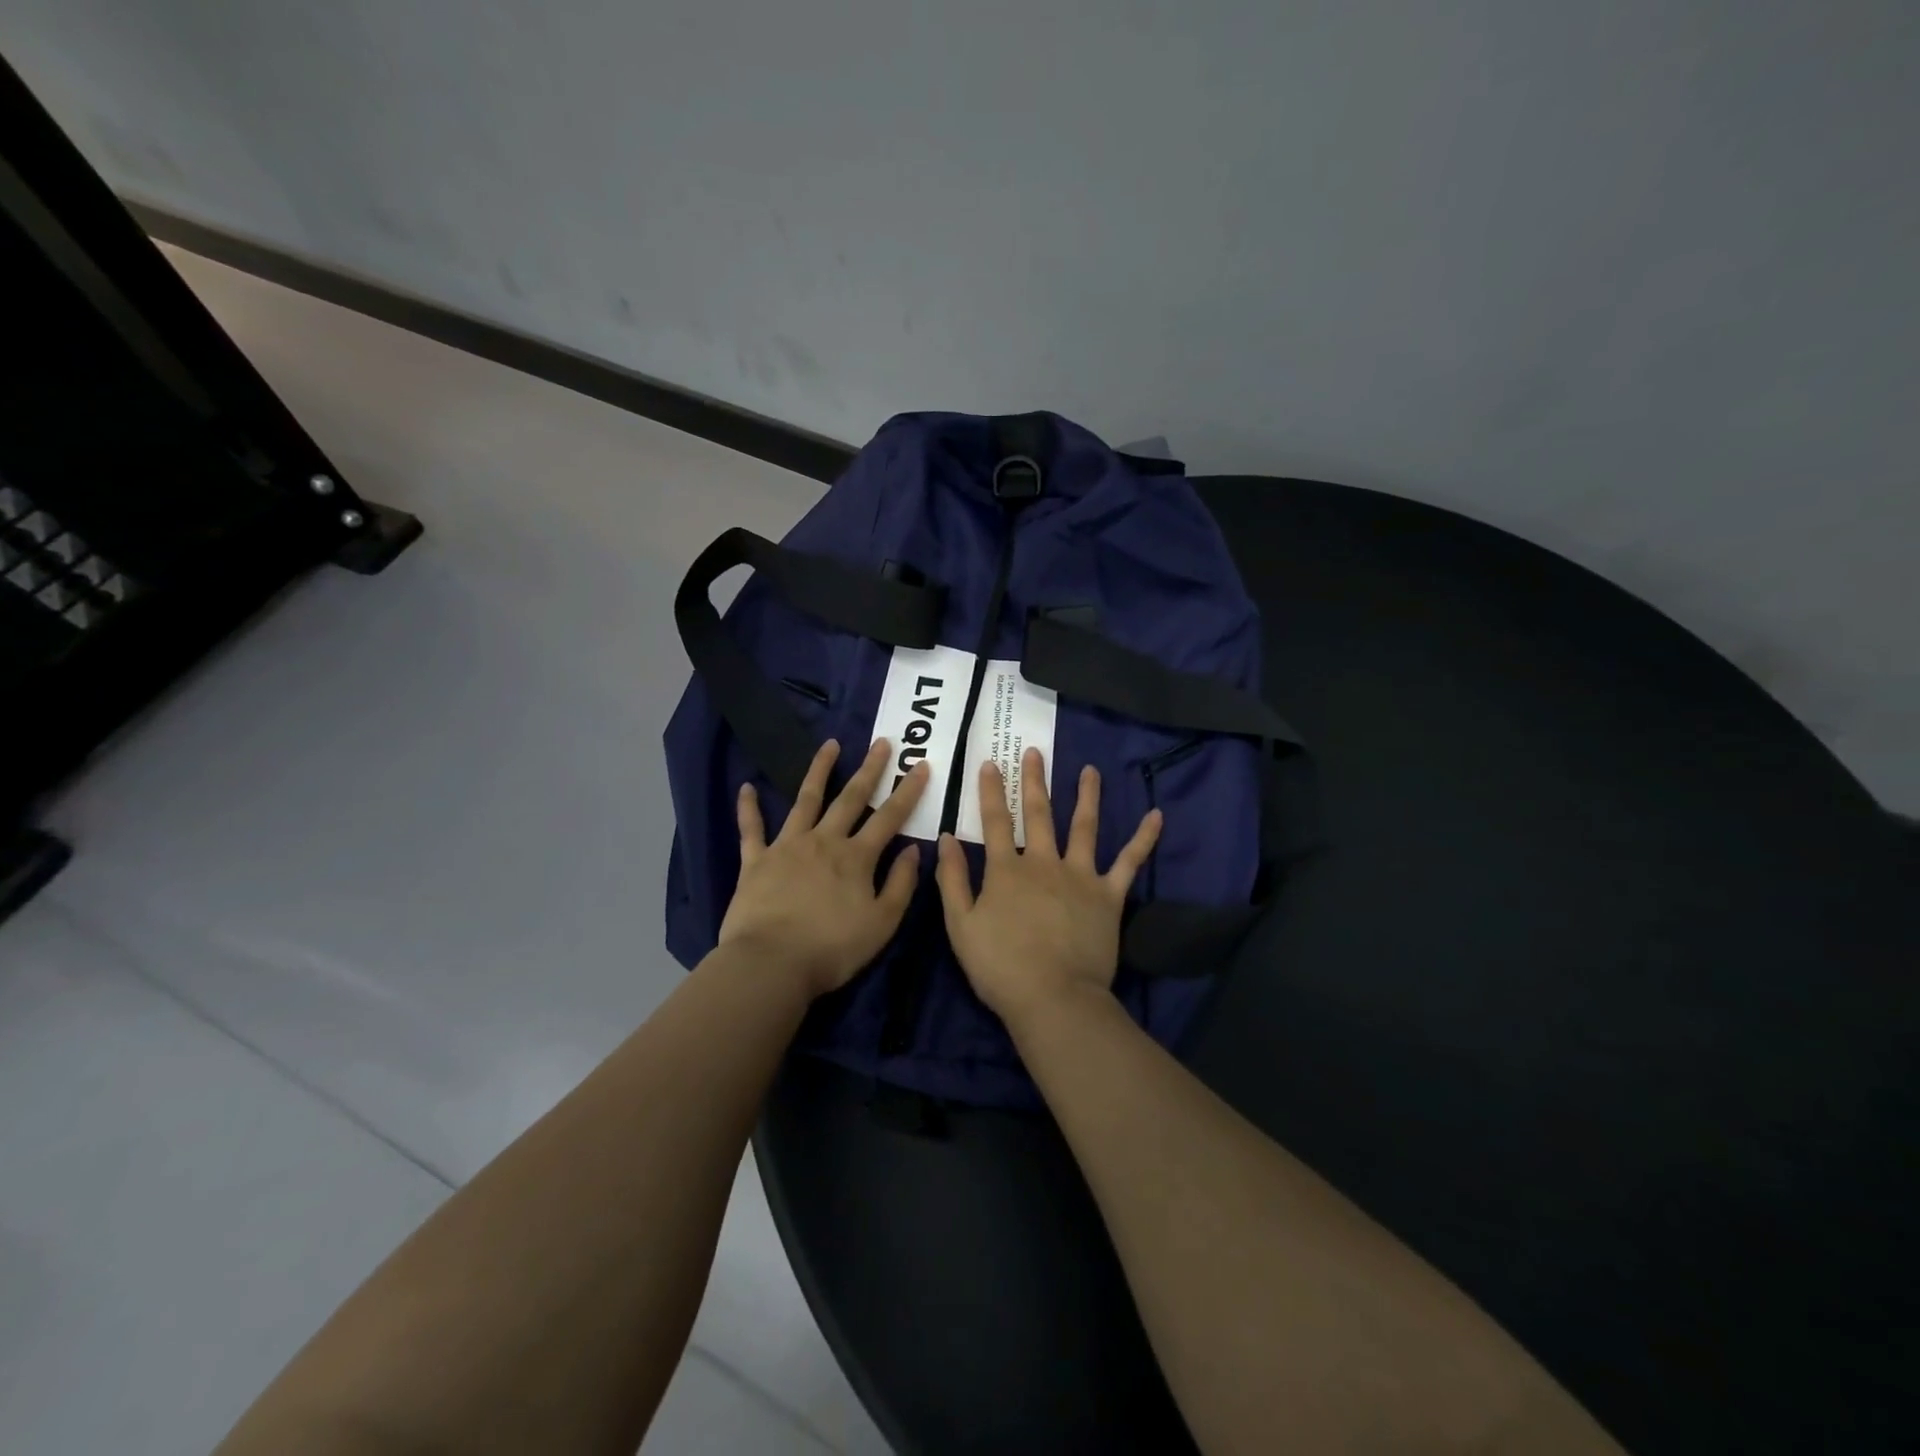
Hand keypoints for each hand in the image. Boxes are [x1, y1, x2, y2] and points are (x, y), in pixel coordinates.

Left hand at [720, 738, 929, 997]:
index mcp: (856, 857)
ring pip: (805, 800)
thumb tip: (912, 849)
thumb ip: (901, 884)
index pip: (889, 817)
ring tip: (829, 745)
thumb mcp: (882, 923)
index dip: (908, 791)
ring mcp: (787, 846)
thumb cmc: (832, 949)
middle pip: (850, 798)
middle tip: (882, 742)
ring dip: (818, 770)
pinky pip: (752, 829)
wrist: (771, 964)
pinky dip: (748, 808)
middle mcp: (824, 841)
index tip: (921, 765)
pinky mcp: (756, 861)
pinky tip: (746, 787)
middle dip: (869, 769)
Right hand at [935, 747, 1161, 1030]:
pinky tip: (1157, 816)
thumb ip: (952, 879)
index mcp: (1007, 870)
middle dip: (1034, 781)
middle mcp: (1044, 862)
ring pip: (1084, 827)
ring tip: (1090, 771)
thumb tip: (946, 838)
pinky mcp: (1109, 895)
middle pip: (1039, 813)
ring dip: (1087, 796)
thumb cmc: (1001, 967)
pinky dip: (1143, 839)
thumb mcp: (960, 926)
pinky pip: (1129, 862)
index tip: (991, 763)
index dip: (991, 791)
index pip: (996, 821)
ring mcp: (1080, 876)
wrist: (1054, 998)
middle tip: (1034, 752)